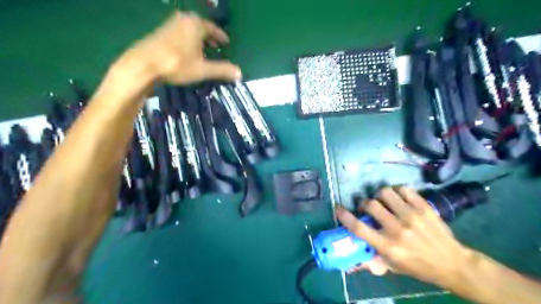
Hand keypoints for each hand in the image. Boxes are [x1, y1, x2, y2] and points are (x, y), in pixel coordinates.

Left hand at [114, 11, 240, 83]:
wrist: (143, 65)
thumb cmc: (177, 64)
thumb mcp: (203, 69)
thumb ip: (222, 70)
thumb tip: (240, 73)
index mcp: (196, 24)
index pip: (213, 28)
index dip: (221, 36)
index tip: (227, 42)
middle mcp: (183, 19)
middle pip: (201, 26)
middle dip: (210, 37)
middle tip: (216, 47)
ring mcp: (170, 24)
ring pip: (189, 29)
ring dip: (198, 38)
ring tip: (203, 50)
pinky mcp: (160, 31)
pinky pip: (180, 32)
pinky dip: (188, 40)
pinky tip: (187, 51)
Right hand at [337, 185, 471, 286]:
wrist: (453, 264)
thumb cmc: (419, 267)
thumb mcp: (394, 267)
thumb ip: (373, 259)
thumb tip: (355, 256)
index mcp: (388, 246)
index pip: (359, 228)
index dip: (345, 217)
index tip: (338, 209)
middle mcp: (397, 229)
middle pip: (371, 205)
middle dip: (364, 204)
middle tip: (367, 208)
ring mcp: (411, 216)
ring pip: (385, 193)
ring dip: (379, 195)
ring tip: (383, 201)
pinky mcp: (423, 207)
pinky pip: (403, 189)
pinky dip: (397, 191)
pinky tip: (398, 198)